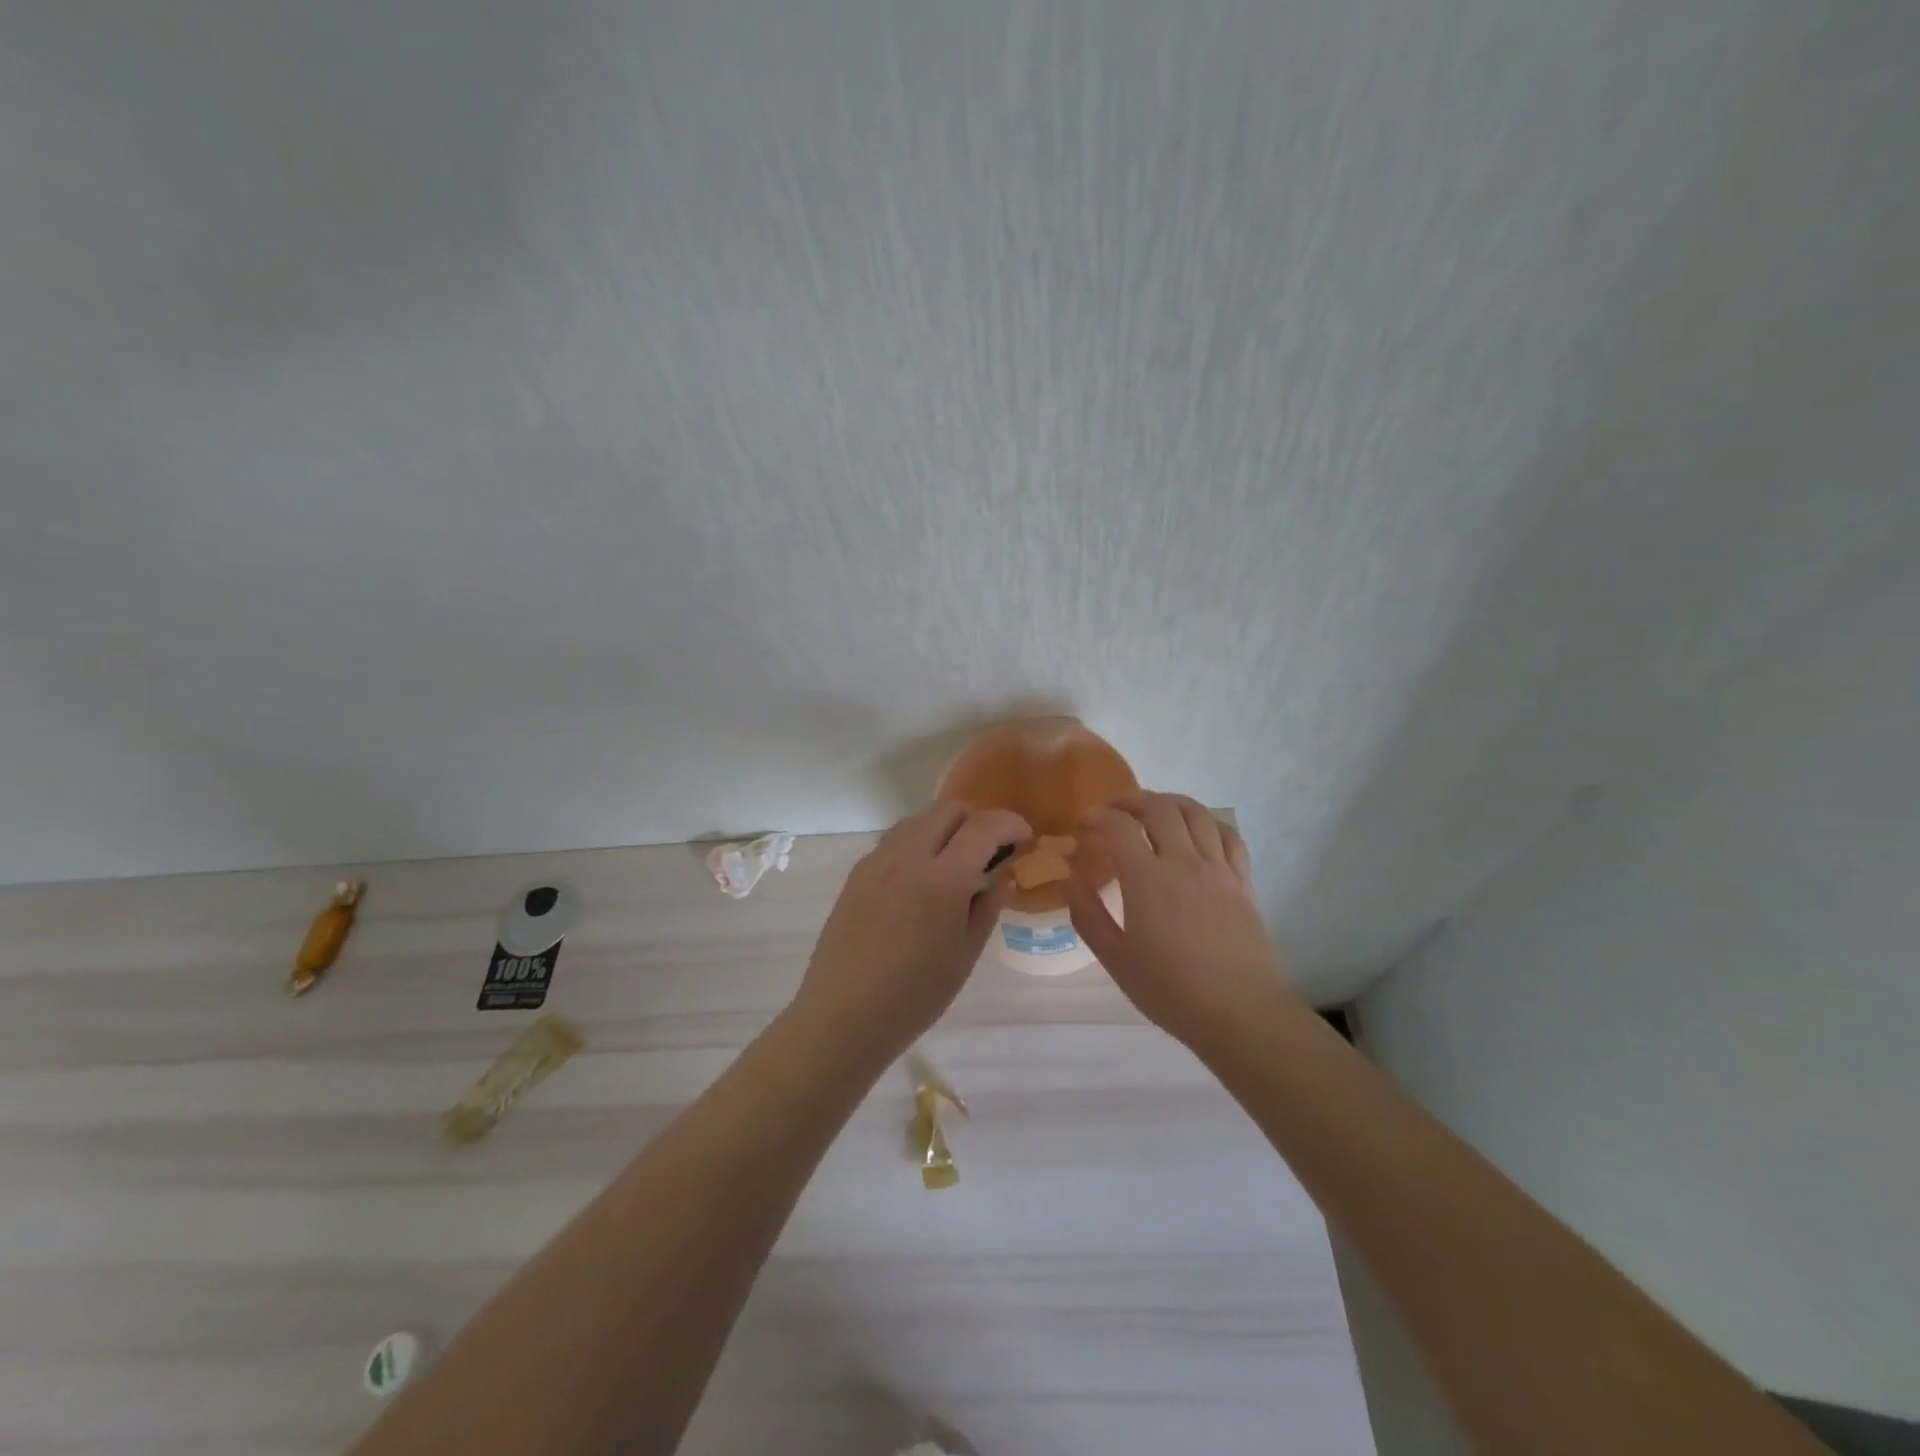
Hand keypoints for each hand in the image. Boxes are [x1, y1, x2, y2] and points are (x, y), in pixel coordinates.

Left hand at [794, 801, 1031, 1059]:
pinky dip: (918, 843)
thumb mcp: (964, 955)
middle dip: (977, 820)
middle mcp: (907, 857)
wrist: (842, 1017)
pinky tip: (922, 879)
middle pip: (948, 810)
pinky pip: (895, 840)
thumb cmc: (914, 996)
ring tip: (956, 864)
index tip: (1025, 838)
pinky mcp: (857, 873)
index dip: (1010, 824)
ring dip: (945, 829)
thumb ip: (987, 907)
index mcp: (942, 879)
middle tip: (991, 852)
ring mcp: (876, 862)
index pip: (983, 827)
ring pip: (919, 820)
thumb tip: (1001, 876)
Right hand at [1065, 792, 1300, 1050]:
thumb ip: (1088, 913)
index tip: (1084, 823)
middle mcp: (1184, 862)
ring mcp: (1218, 868)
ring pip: (1196, 813)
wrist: (1239, 1013)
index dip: (1097, 815)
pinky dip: (1208, 822)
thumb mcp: (1115, 958)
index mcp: (1147, 879)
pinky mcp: (1243, 881)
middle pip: (1159, 807)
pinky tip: (1197, 831)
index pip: (1119, 826)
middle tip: (1114, 811)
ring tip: (1153, 811)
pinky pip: (1229, 835)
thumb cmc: (1170, 990)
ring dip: (1169, 802)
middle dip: (1131, 800)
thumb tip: (1072, 876)